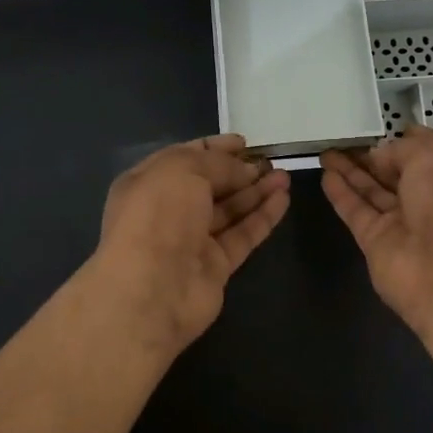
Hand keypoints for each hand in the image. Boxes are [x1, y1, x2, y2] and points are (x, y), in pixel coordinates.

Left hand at [91, 134, 291, 356]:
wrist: (151, 290)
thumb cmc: (158, 216)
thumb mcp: (183, 170)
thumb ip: (216, 164)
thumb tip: (245, 170)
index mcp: (148, 182)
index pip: (184, 158)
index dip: (214, 148)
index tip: (245, 143)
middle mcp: (168, 210)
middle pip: (209, 185)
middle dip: (239, 171)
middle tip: (270, 160)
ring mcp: (192, 241)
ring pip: (229, 211)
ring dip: (256, 192)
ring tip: (284, 176)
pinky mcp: (215, 266)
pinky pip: (242, 235)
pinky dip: (262, 217)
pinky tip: (283, 199)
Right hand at [321, 126, 432, 357]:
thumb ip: (401, 148)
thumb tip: (379, 155)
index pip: (424, 151)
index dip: (400, 138)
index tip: (374, 126)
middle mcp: (430, 198)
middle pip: (394, 172)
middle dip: (369, 154)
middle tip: (339, 137)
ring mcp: (402, 222)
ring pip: (371, 190)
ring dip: (349, 170)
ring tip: (324, 151)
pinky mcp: (376, 242)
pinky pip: (356, 211)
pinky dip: (341, 193)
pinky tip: (325, 174)